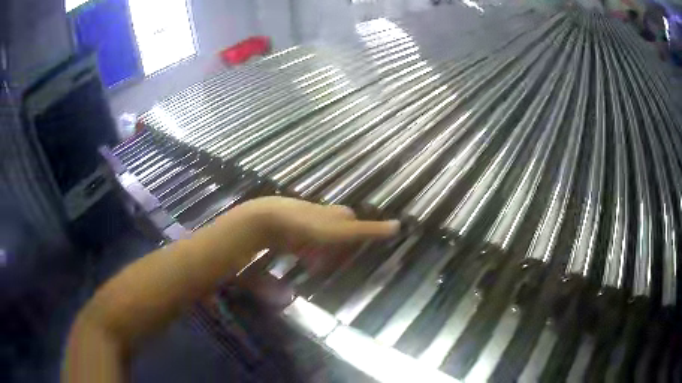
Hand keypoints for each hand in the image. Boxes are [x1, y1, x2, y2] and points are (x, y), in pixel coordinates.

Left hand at [239, 196, 399, 250]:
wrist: (270, 221)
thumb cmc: (309, 226)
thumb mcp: (342, 231)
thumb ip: (368, 231)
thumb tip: (398, 225)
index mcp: (335, 214)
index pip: (351, 220)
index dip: (357, 231)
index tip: (358, 246)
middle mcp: (320, 214)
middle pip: (334, 227)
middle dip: (338, 242)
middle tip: (340, 259)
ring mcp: (302, 221)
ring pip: (317, 235)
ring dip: (321, 248)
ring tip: (322, 264)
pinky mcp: (287, 230)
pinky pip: (300, 241)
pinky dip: (304, 250)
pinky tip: (303, 260)